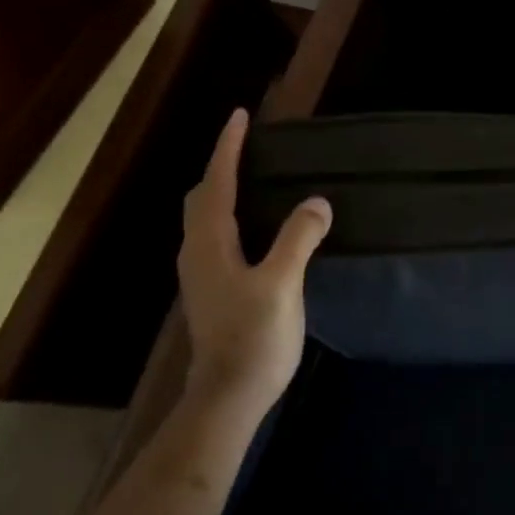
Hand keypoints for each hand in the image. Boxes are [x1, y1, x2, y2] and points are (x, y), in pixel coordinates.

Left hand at [177, 108, 330, 415]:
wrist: (228, 397)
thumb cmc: (253, 337)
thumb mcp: (282, 284)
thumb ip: (299, 238)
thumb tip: (317, 201)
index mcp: (210, 243)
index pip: (216, 182)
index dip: (227, 148)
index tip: (239, 117)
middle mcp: (198, 252)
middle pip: (202, 196)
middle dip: (221, 166)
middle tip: (249, 146)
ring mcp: (201, 274)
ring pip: (206, 217)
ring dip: (224, 190)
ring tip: (255, 177)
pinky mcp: (212, 290)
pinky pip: (216, 235)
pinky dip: (232, 214)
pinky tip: (257, 225)